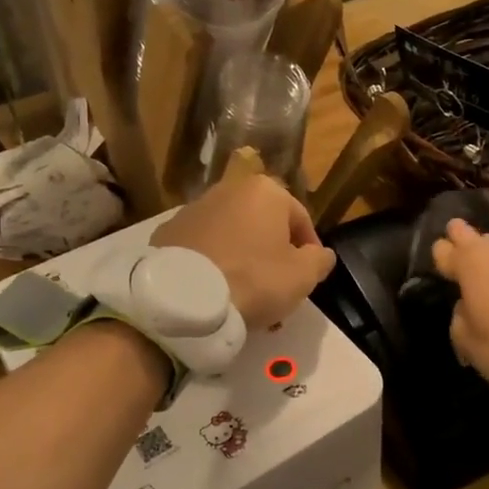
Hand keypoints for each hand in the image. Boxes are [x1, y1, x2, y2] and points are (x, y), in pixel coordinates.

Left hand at [153, 175, 336, 329]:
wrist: (184, 298)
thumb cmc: (254, 279)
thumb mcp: (303, 275)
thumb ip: (320, 260)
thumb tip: (321, 254)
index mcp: (265, 191)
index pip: (300, 219)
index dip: (310, 250)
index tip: (308, 277)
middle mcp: (228, 189)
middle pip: (263, 226)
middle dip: (273, 256)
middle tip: (277, 291)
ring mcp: (193, 210)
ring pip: (232, 237)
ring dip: (243, 261)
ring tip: (246, 298)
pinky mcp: (167, 233)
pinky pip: (202, 249)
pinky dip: (213, 265)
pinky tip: (215, 292)